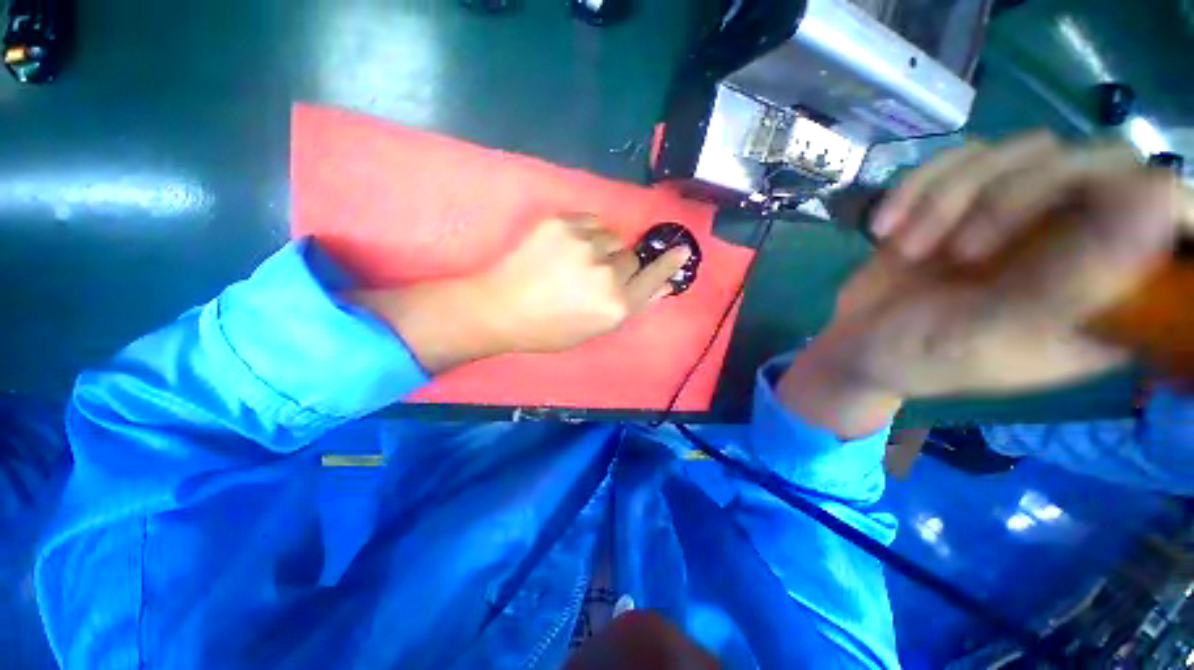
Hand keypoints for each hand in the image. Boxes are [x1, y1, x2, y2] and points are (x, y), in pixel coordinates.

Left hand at [353, 215, 691, 372]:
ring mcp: (584, 245)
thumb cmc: (548, 329)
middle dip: (620, 265)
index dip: (668, 264)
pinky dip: (586, 233)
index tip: (681, 251)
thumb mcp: (594, 328)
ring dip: (603, 247)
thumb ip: (629, 305)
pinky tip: (567, 248)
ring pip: (612, 237)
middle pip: (632, 257)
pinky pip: (591, 222)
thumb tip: (662, 286)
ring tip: (577, 261)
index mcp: (615, 306)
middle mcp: (606, 275)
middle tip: (595, 275)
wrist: (500, 309)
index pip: (653, 279)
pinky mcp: (563, 224)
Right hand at [780, 134, 1184, 436]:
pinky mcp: (969, 199)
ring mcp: (1025, 214)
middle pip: (1091, 163)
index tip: (1086, 218)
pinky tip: (885, 228)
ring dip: (949, 197)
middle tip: (959, 252)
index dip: (1150, 200)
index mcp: (1109, 292)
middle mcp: (1081, 240)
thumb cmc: (923, 359)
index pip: (1171, 216)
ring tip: (908, 248)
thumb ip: (1076, 283)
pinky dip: (915, 188)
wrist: (856, 345)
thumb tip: (1163, 201)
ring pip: (1021, 151)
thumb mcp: (993, 337)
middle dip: (1012, 198)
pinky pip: (960, 157)